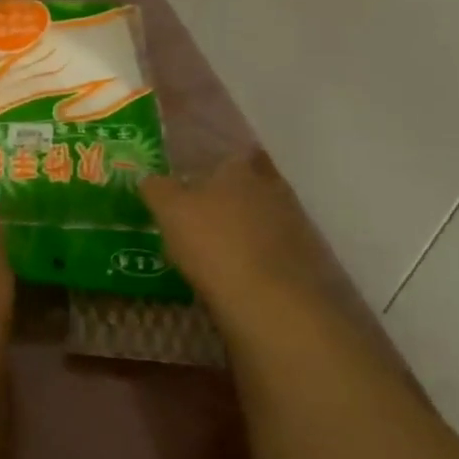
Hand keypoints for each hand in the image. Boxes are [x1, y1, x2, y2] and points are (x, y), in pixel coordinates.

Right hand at [142, 151, 352, 332]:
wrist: (274, 304)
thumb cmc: (215, 244)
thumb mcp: (170, 211)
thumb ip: (157, 188)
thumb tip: (149, 178)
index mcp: (241, 168)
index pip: (229, 154)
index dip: (212, 165)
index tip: (195, 177)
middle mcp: (273, 188)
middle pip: (251, 183)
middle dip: (232, 195)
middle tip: (206, 212)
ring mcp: (296, 225)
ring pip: (266, 216)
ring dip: (247, 227)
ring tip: (221, 247)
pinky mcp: (309, 262)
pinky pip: (277, 249)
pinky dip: (261, 256)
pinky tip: (243, 273)